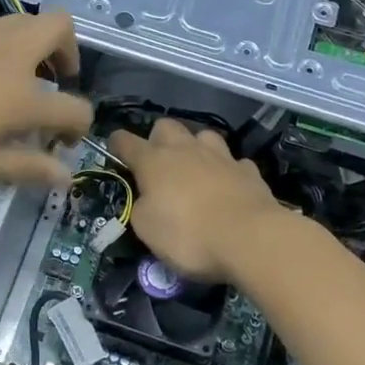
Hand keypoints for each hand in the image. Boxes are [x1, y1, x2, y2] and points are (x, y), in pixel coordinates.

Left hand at [0, 11, 92, 187]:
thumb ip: (23, 167)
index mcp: (22, 97)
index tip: (64, 139)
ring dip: (29, 46)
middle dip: (68, 52)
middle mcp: (10, 54)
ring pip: (22, 22)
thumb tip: (65, 176)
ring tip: (5, 78)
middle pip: (60, 29)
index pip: (74, 107)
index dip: (79, 125)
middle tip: (51, 79)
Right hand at [108, 119, 277, 281]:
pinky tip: (228, 185)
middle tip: (158, 163)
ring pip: (203, 135)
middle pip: (165, 126)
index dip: (116, 145)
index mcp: (153, 161)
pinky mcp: (248, 171)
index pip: (125, 141)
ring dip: (195, 147)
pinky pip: (234, 162)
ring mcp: (220, 157)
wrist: (251, 238)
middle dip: (158, 139)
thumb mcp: (146, 229)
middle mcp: (185, 150)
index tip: (114, 152)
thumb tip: (146, 199)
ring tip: (195, 168)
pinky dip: (227, 171)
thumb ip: (140, 207)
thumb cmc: (188, 234)